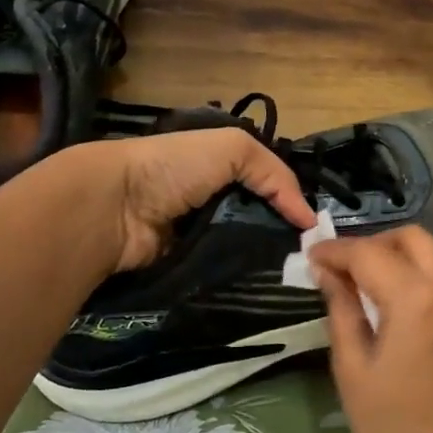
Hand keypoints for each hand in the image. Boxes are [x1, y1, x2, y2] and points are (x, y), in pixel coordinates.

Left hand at [49, 130, 317, 271]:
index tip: (316, 228)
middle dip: (283, 236)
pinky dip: (242, 276)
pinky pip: (224, 271)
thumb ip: (276, 175)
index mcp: (220, 167)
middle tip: (312, 256)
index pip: (267, 185)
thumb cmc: (174, 167)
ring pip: (245, 249)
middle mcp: (212, 200)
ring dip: (266, 259)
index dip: (291, 202)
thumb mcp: (233, 148)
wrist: (116, 207)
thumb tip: (309, 218)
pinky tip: (266, 284)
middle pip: (259, 220)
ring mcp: (200, 234)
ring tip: (297, 274)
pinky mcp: (189, 266)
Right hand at [308, 227, 432, 432]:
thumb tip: (327, 273)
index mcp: (415, 301)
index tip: (313, 255)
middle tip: (346, 269)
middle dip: (375, 244)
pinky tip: (414, 294)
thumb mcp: (352, 370)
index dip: (336, 250)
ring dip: (408, 252)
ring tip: (379, 278)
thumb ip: (341, 310)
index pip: (369, 254)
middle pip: (412, 238)